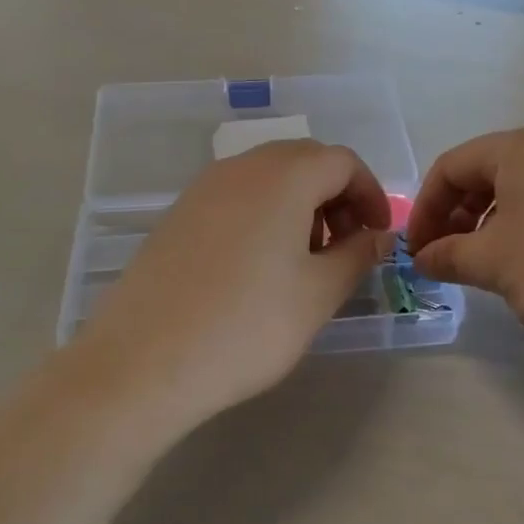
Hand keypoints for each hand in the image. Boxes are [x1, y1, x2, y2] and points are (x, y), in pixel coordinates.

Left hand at [80, 140, 392, 427]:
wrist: (144, 362)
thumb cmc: (247, 326)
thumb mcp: (318, 294)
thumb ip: (357, 255)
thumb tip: (379, 236)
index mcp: (283, 176)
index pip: (342, 161)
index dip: (370, 194)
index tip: (378, 237)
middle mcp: (241, 168)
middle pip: (304, 161)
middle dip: (336, 197)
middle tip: (345, 247)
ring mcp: (202, 190)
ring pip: (267, 178)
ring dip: (299, 206)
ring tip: (303, 261)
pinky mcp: (177, 216)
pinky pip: (235, 198)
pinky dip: (263, 216)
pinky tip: (259, 268)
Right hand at [407, 125, 523, 352]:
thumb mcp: (494, 264)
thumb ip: (448, 256)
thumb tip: (422, 258)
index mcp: (520, 147)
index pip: (451, 166)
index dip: (425, 209)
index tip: (417, 252)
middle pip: (487, 173)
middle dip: (458, 216)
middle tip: (448, 260)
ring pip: (522, 189)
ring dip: (492, 224)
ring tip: (489, 266)